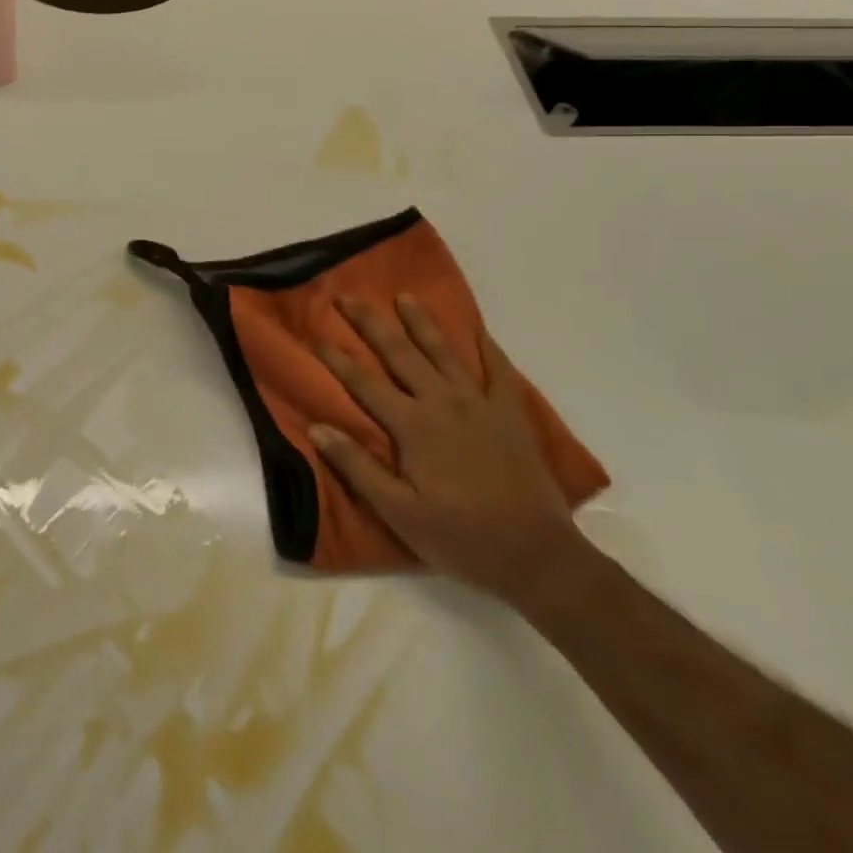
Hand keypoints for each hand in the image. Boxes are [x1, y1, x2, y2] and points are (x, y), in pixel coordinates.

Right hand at [308, 295, 584, 608]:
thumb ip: (357, 467)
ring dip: (421, 321)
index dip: (336, 359)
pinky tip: (477, 330)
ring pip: (444, 351)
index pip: (364, 382)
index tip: (314, 337)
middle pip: (399, 353)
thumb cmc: (461, 537)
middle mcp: (442, 402)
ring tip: (404, 296)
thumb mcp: (399, 512)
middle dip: (371, 323)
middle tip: (348, 296)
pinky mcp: (510, 414)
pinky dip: (487, 347)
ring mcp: (479, 404)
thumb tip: (317, 427)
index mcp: (412, 425)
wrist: (537, 555)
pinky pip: (498, 371)